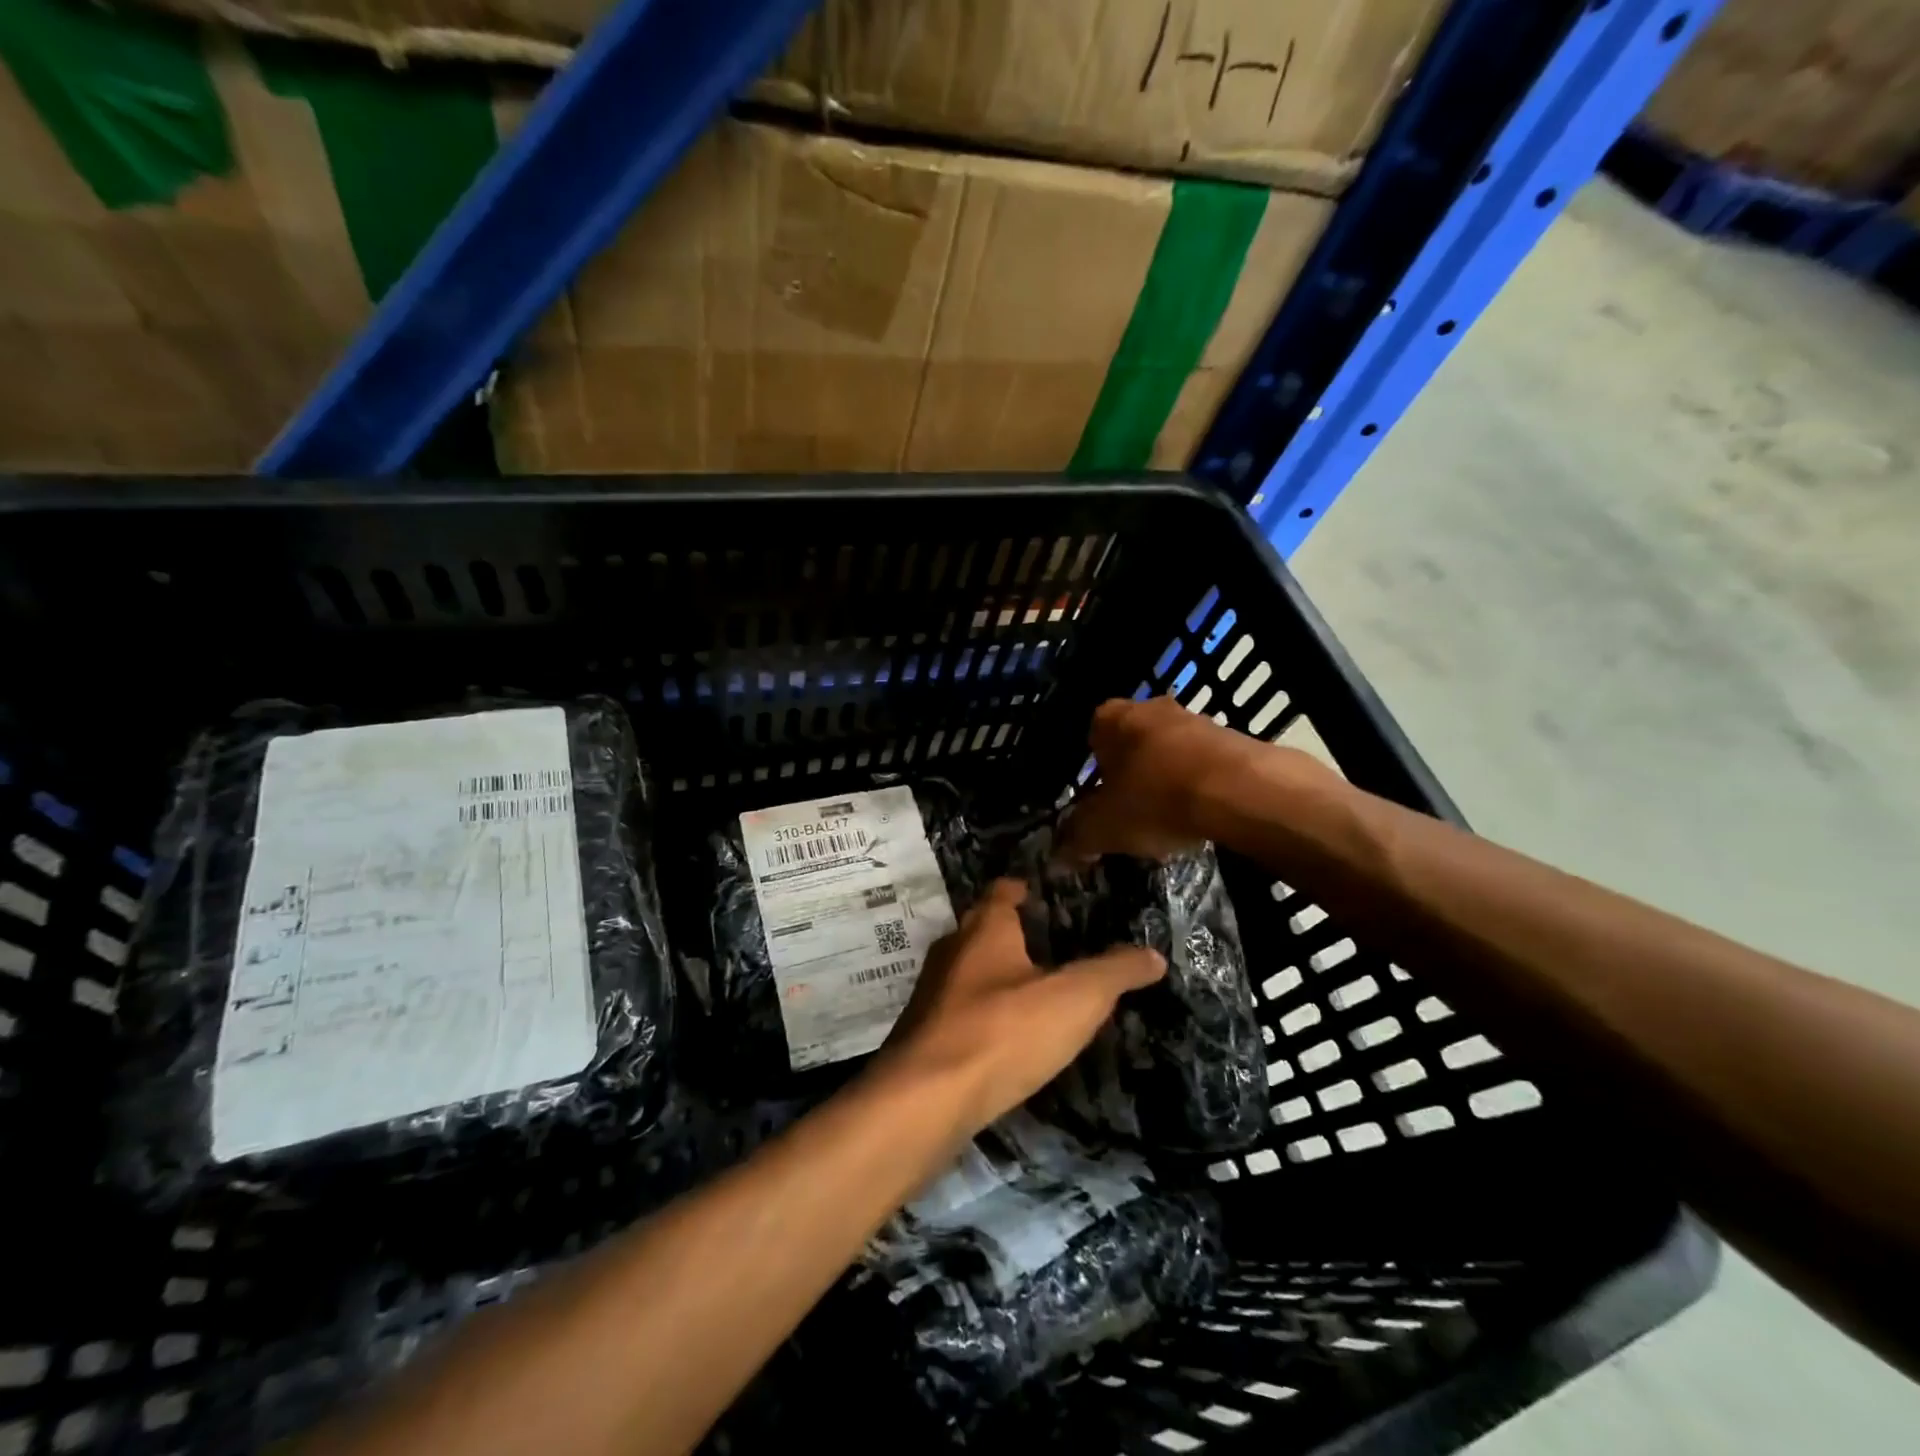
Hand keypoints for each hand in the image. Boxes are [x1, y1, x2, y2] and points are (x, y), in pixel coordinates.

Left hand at [875, 879, 1163, 1136]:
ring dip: (997, 975)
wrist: (926, 1100)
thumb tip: (1153, 955)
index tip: (1043, 893)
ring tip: (1034, 990)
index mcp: (985, 929)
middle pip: (983, 929)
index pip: (1003, 891)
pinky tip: (1007, 1037)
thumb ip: (1115, 972)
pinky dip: (985, 1014)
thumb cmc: (1003, 1031)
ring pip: (970, 971)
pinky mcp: (924, 1035)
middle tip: (1050, 943)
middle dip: (1013, 933)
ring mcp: (932, 993)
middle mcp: (952, 950)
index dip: (1023, 888)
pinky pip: (961, 1011)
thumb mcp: (1075, 999)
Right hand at [1054, 697, 1257, 861]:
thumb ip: (1076, 839)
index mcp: (1111, 719)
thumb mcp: (1103, 828)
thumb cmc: (1155, 799)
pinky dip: (1200, 788)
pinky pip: (1204, 764)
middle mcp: (1151, 708)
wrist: (1240, 791)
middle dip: (1131, 775)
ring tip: (1168, 823)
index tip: (1098, 800)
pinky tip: (1202, 819)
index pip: (1091, 737)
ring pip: (1170, 753)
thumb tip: (1056, 857)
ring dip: (1167, 781)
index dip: (1092, 771)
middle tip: (1130, 813)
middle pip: (1132, 744)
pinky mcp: (1233, 738)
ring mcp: (1196, 719)